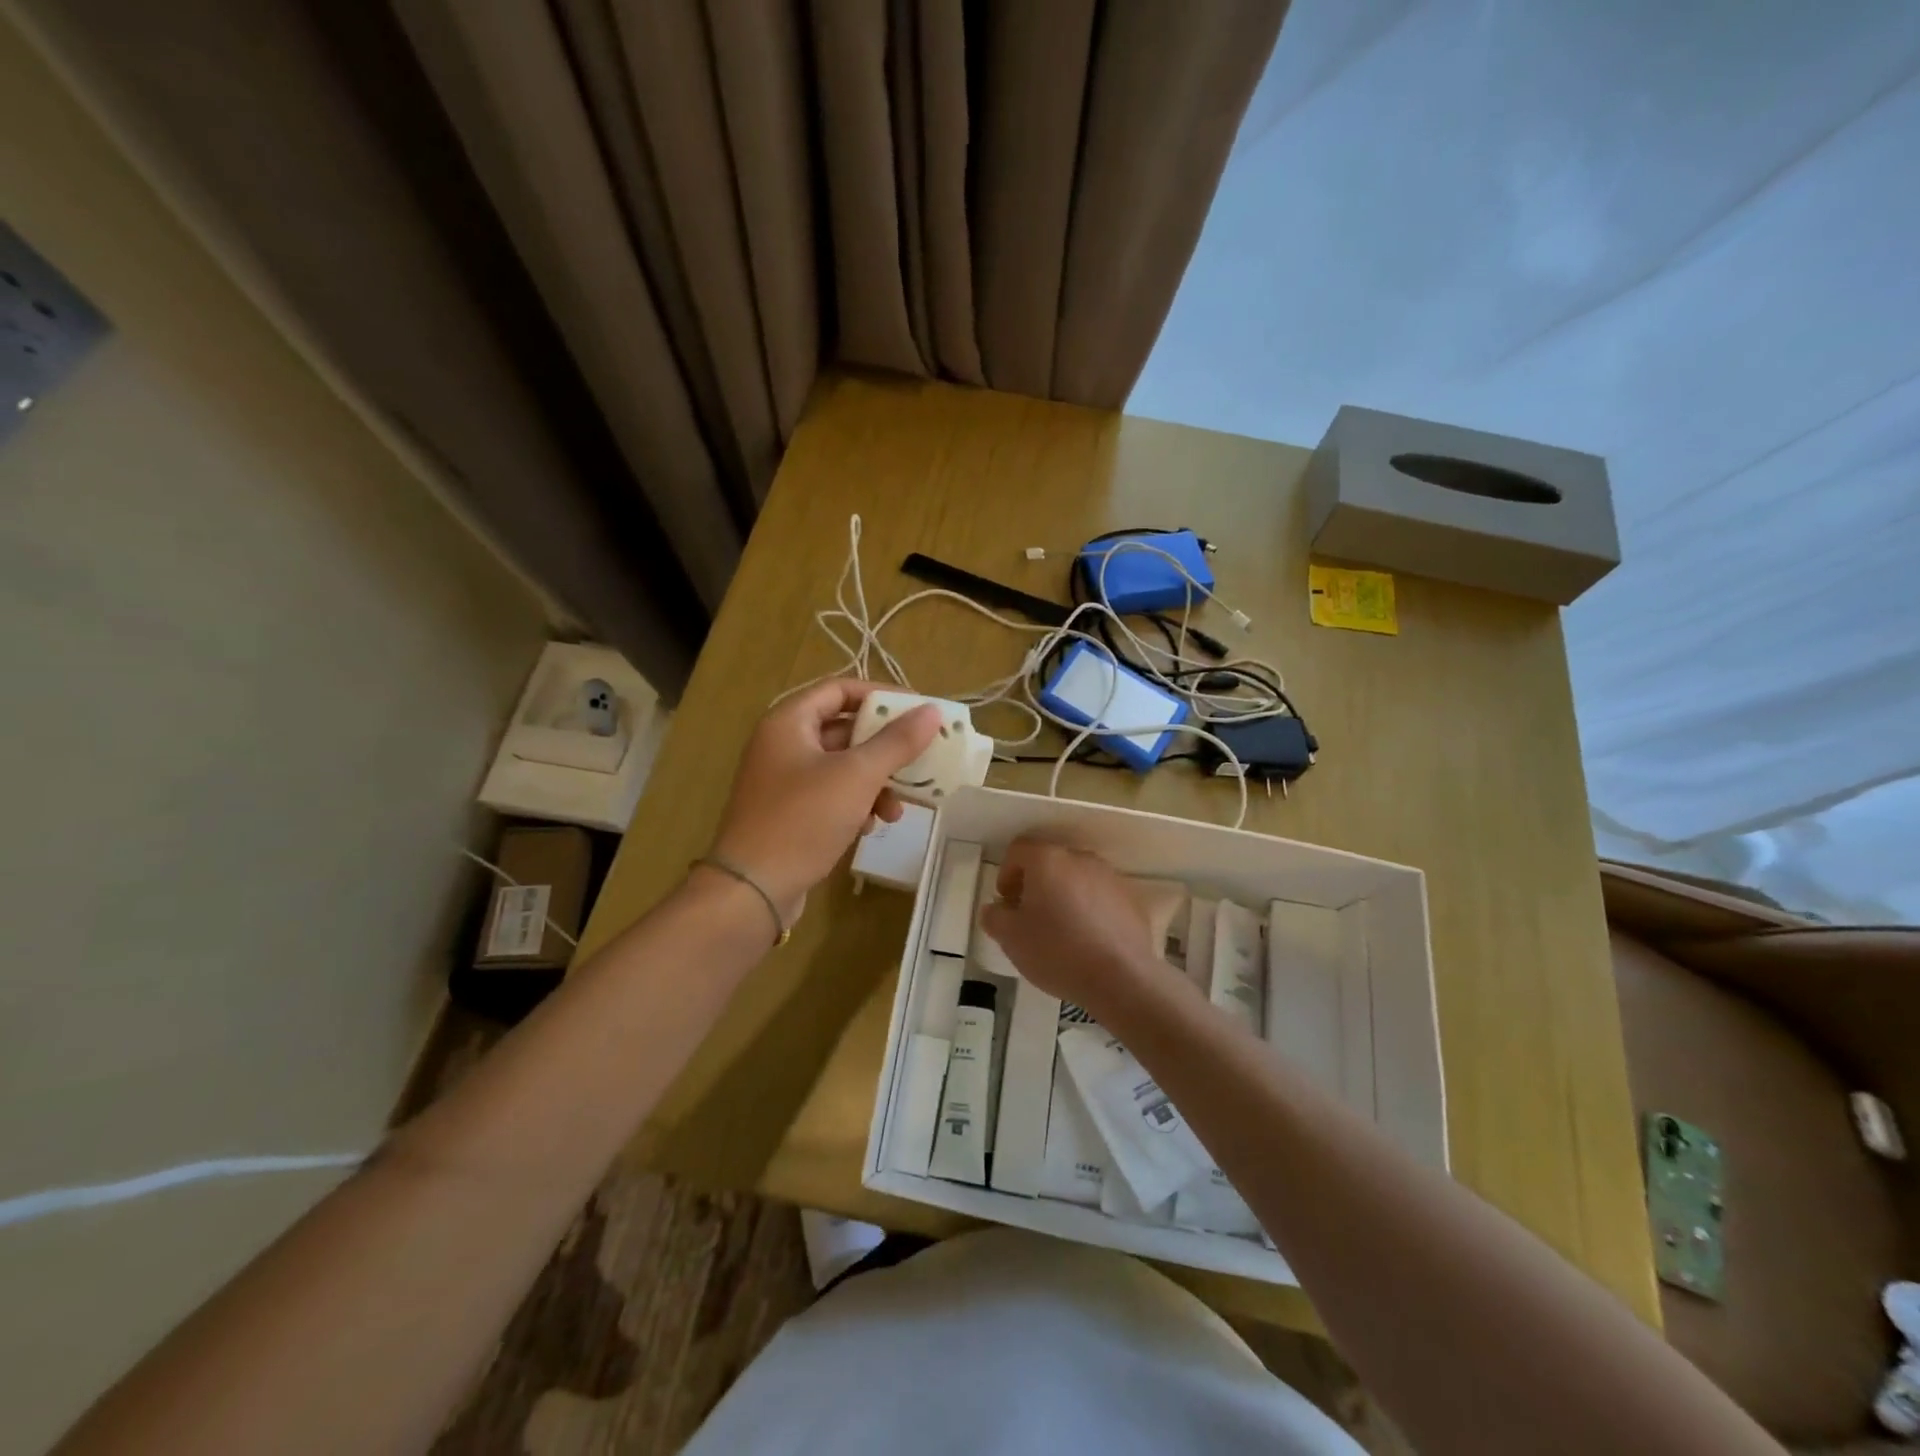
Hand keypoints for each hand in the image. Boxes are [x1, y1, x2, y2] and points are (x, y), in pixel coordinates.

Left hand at [710, 680, 940, 917]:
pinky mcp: (788, 812)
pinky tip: (870, 827)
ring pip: (841, 767)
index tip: (918, 711)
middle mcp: (782, 744)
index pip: (840, 689)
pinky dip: (855, 804)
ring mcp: (782, 780)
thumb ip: (897, 742)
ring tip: (896, 810)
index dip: (881, 695)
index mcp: (789, 721)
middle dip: (884, 749)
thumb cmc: (803, 819)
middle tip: (918, 760)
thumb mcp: (857, 776)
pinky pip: (830, 794)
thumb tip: (933, 712)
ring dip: (874, 783)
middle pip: (844, 730)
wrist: (752, 889)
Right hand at [980, 837, 1164, 1019]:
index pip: (1019, 849)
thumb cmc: (1057, 951)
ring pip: (1077, 878)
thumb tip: (995, 909)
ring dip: (1064, 895)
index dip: (1006, 873)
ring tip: (1061, 930)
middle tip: (1029, 916)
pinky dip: (1090, 909)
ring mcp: (1110, 877)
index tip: (1007, 902)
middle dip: (1036, 884)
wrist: (1121, 978)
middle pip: (1050, 862)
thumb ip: (995, 917)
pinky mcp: (1131, 899)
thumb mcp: (1011, 938)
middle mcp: (1080, 858)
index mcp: (1047, 860)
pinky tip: (1088, 939)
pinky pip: (1101, 896)